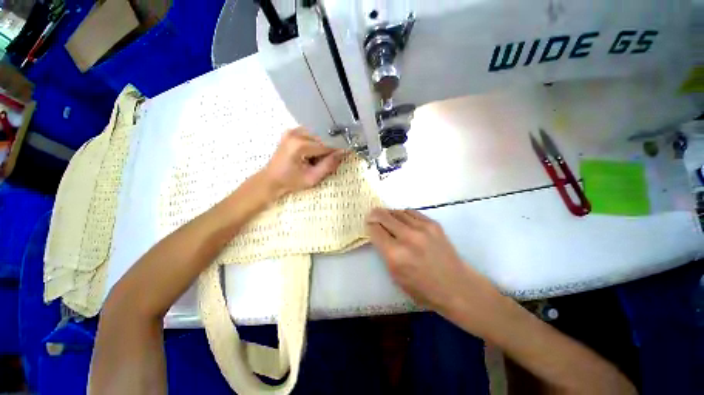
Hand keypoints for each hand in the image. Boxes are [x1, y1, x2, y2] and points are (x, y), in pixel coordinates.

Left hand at [261, 128, 346, 198]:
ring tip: (317, 160)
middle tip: (328, 162)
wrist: (271, 180)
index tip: (346, 154)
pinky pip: (310, 135)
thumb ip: (328, 165)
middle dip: (328, 150)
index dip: (336, 151)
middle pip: (321, 139)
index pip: (325, 145)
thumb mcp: (312, 178)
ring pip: (317, 136)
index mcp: (299, 145)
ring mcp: (292, 131)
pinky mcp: (291, 132)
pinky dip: (315, 144)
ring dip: (321, 147)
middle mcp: (295, 133)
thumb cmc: (291, 182)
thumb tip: (343, 153)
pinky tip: (311, 154)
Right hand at [366, 209, 501, 324]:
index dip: (369, 225)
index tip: (368, 225)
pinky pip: (411, 212)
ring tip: (388, 219)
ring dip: (389, 214)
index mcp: (395, 254)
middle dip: (374, 214)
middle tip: (372, 216)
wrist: (457, 286)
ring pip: (397, 212)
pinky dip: (403, 215)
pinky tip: (404, 221)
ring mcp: (422, 228)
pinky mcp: (433, 224)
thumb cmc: (423, 289)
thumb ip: (385, 252)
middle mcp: (407, 237)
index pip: (375, 229)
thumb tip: (378, 234)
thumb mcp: (395, 276)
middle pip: (383, 216)